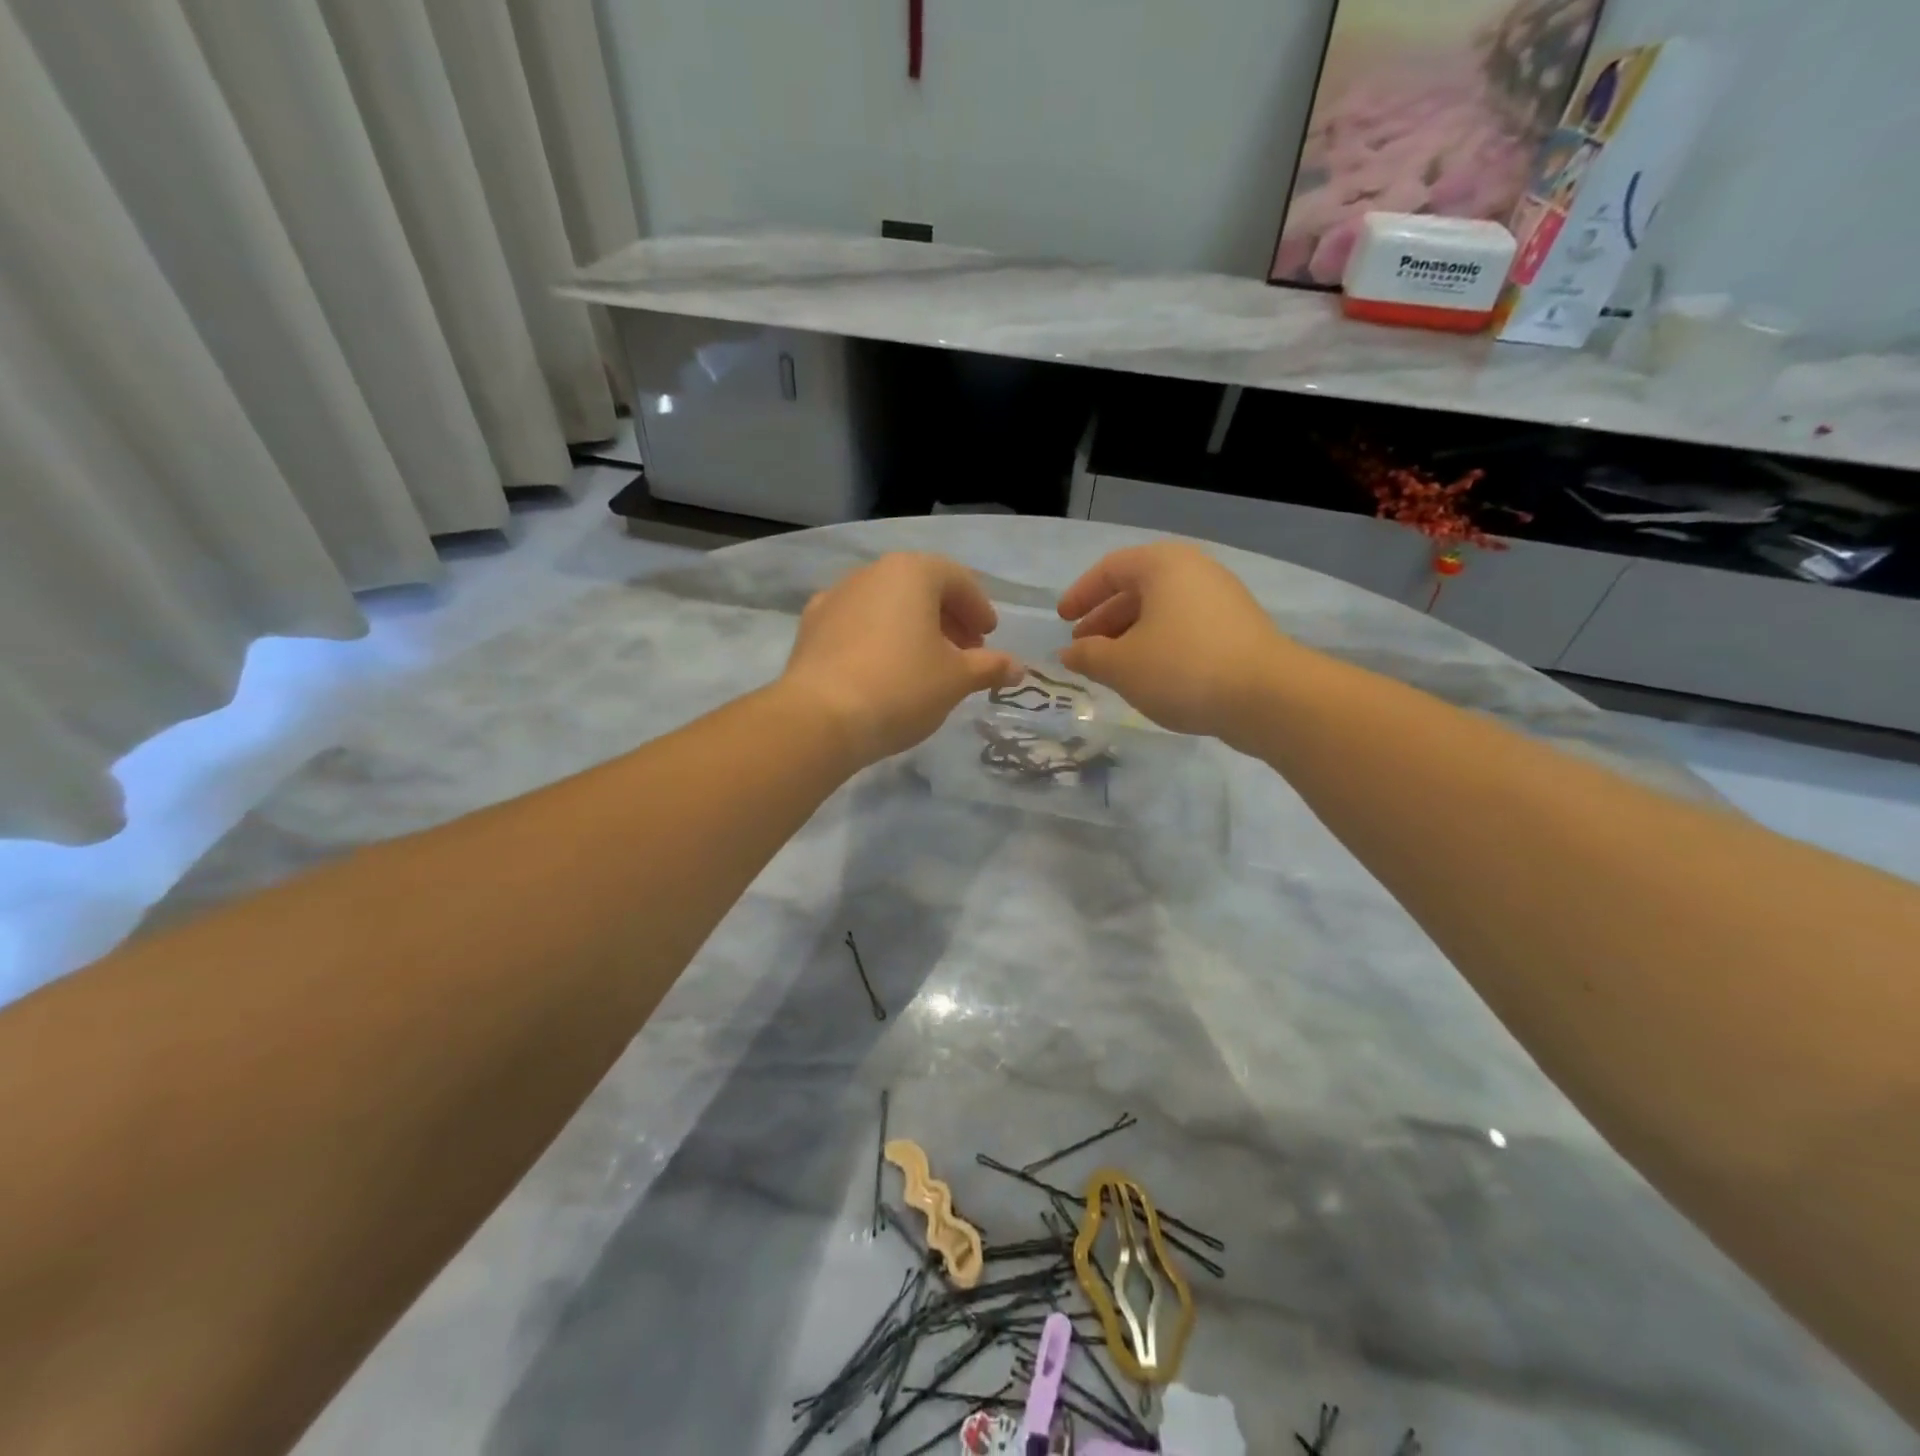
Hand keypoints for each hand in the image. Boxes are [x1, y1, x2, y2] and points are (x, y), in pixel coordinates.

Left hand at [780, 552, 1021, 766]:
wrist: (821, 718)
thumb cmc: (902, 687)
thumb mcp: (957, 679)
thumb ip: (990, 667)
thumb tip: (1017, 667)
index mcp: (911, 572)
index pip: (957, 579)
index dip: (979, 607)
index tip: (989, 635)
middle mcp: (870, 573)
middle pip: (920, 588)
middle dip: (947, 618)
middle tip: (965, 651)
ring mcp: (835, 598)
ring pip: (886, 605)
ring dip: (913, 628)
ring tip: (926, 664)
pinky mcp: (810, 628)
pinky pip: (857, 625)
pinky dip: (879, 638)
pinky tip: (884, 670)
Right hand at [1056, 542, 1292, 744]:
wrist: (1268, 697)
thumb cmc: (1182, 668)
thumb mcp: (1121, 665)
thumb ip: (1088, 656)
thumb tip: (1069, 653)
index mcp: (1163, 565)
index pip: (1110, 569)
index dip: (1081, 594)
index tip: (1062, 620)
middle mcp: (1195, 571)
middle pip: (1137, 589)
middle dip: (1105, 619)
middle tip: (1083, 648)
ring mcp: (1222, 599)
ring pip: (1162, 611)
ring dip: (1130, 635)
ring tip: (1112, 667)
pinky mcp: (1239, 629)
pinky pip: (1185, 627)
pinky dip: (1159, 645)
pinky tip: (1150, 675)